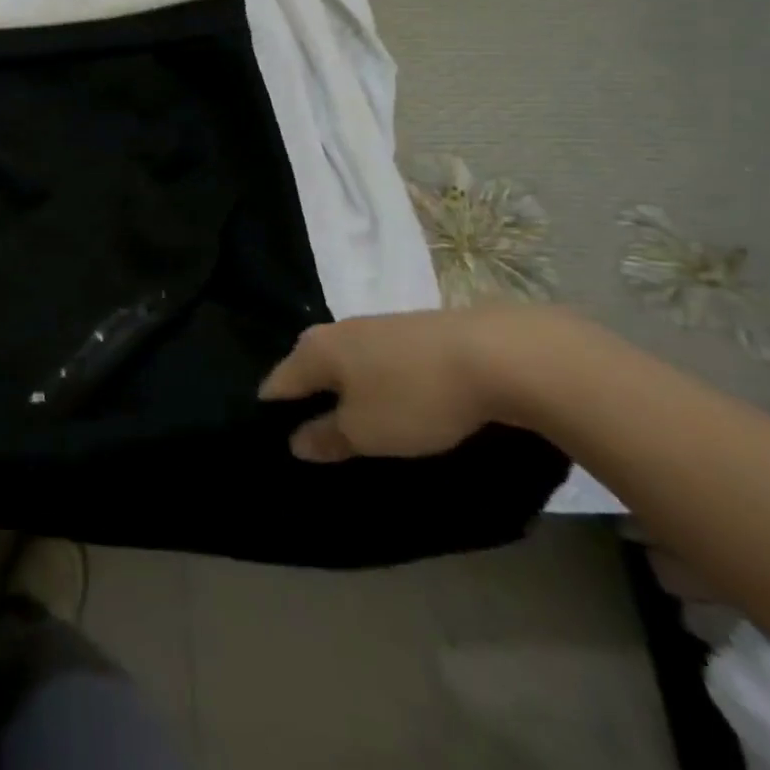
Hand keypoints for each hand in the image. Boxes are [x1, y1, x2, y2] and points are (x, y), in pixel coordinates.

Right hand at [257, 306, 581, 461]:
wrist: (496, 354)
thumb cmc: (414, 396)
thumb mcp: (366, 432)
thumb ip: (326, 437)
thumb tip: (295, 440)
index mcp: (314, 350)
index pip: (276, 384)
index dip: (274, 415)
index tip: (280, 443)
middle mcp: (335, 331)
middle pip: (309, 369)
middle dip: (311, 400)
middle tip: (322, 439)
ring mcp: (375, 326)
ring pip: (346, 364)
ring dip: (348, 391)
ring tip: (363, 425)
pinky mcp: (411, 331)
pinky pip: (378, 361)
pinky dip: (379, 383)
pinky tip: (397, 402)